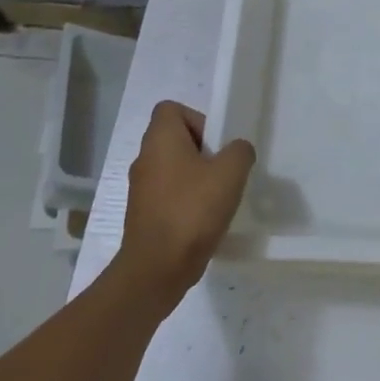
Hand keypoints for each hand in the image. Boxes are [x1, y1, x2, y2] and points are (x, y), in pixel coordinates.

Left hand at [119, 102, 255, 298]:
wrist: (155, 272)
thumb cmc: (191, 211)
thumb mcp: (230, 172)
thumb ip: (240, 151)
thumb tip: (236, 151)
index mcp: (160, 140)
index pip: (171, 109)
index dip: (197, 118)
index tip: (215, 143)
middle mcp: (144, 159)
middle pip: (175, 139)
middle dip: (202, 151)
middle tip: (222, 170)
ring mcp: (140, 190)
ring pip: (173, 169)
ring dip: (195, 178)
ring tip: (217, 198)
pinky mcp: (142, 216)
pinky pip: (168, 195)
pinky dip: (185, 202)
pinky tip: (204, 221)